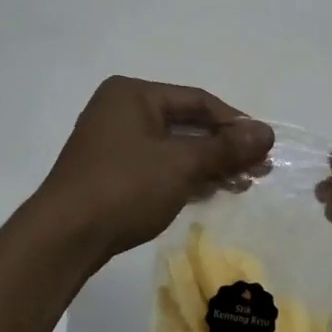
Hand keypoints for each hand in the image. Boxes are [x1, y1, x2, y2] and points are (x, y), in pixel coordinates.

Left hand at [32, 76, 273, 265]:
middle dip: (224, 148)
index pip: (197, 100)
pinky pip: (158, 166)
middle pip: (186, 124)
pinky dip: (185, 177)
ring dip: (209, 165)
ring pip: (173, 148)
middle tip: (259, 169)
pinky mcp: (111, 173)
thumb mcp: (182, 164)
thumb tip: (268, 132)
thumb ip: (226, 147)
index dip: (235, 122)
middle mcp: (121, 111)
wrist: (64, 238)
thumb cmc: (125, 187)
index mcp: (133, 94)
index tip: (264, 146)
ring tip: (243, 184)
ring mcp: (113, 143)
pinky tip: (211, 192)